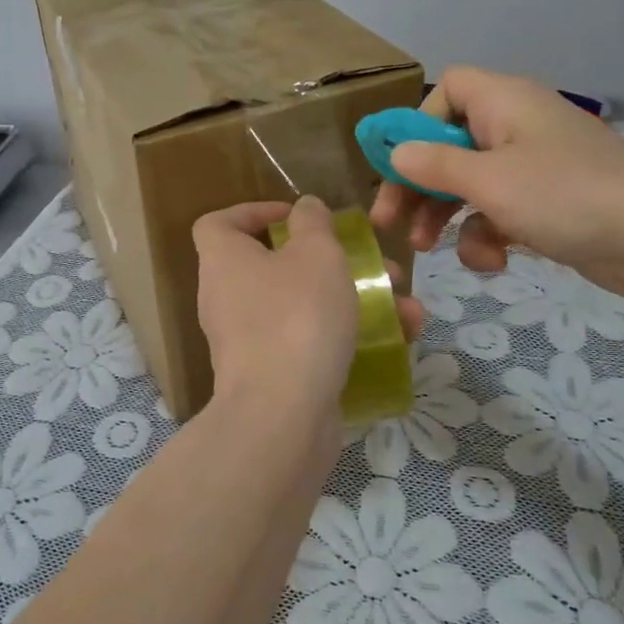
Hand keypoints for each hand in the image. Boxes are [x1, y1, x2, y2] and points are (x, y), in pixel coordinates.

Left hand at [194, 198, 423, 431]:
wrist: (282, 415)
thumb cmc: (297, 316)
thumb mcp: (316, 254)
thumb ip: (313, 222)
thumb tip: (304, 208)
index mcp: (224, 261)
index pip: (218, 223)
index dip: (253, 212)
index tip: (296, 217)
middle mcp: (227, 299)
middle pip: (275, 266)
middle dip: (333, 263)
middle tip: (376, 265)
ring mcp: (247, 342)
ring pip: (303, 307)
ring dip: (354, 301)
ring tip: (405, 308)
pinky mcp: (271, 377)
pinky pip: (309, 344)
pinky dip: (347, 338)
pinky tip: (397, 341)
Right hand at [370, 66, 623, 307]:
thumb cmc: (566, 195)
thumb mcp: (489, 180)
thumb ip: (434, 164)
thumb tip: (396, 151)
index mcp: (503, 102)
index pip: (448, 89)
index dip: (418, 122)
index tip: (398, 164)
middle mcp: (517, 126)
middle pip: (450, 144)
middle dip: (419, 185)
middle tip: (392, 222)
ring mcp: (536, 166)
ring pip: (471, 183)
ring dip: (447, 216)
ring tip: (431, 250)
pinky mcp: (550, 204)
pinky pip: (501, 210)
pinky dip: (489, 235)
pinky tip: (494, 262)